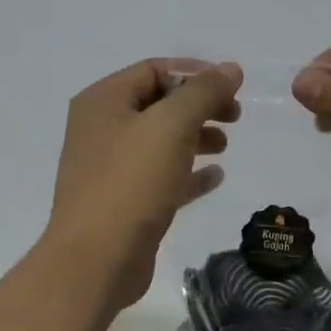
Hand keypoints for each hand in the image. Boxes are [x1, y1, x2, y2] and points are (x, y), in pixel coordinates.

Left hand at [45, 58, 243, 308]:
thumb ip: (203, 92)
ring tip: (225, 146)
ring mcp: (110, 168)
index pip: (153, 70)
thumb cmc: (130, 183)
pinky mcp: (123, 202)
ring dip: (195, 137)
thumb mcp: (171, 126)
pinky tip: (215, 177)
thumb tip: (231, 68)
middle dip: (199, 106)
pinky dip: (187, 173)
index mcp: (103, 101)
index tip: (233, 85)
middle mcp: (101, 129)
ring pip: (160, 141)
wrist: (96, 261)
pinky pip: (161, 177)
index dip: (195, 72)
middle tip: (235, 116)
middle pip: (158, 104)